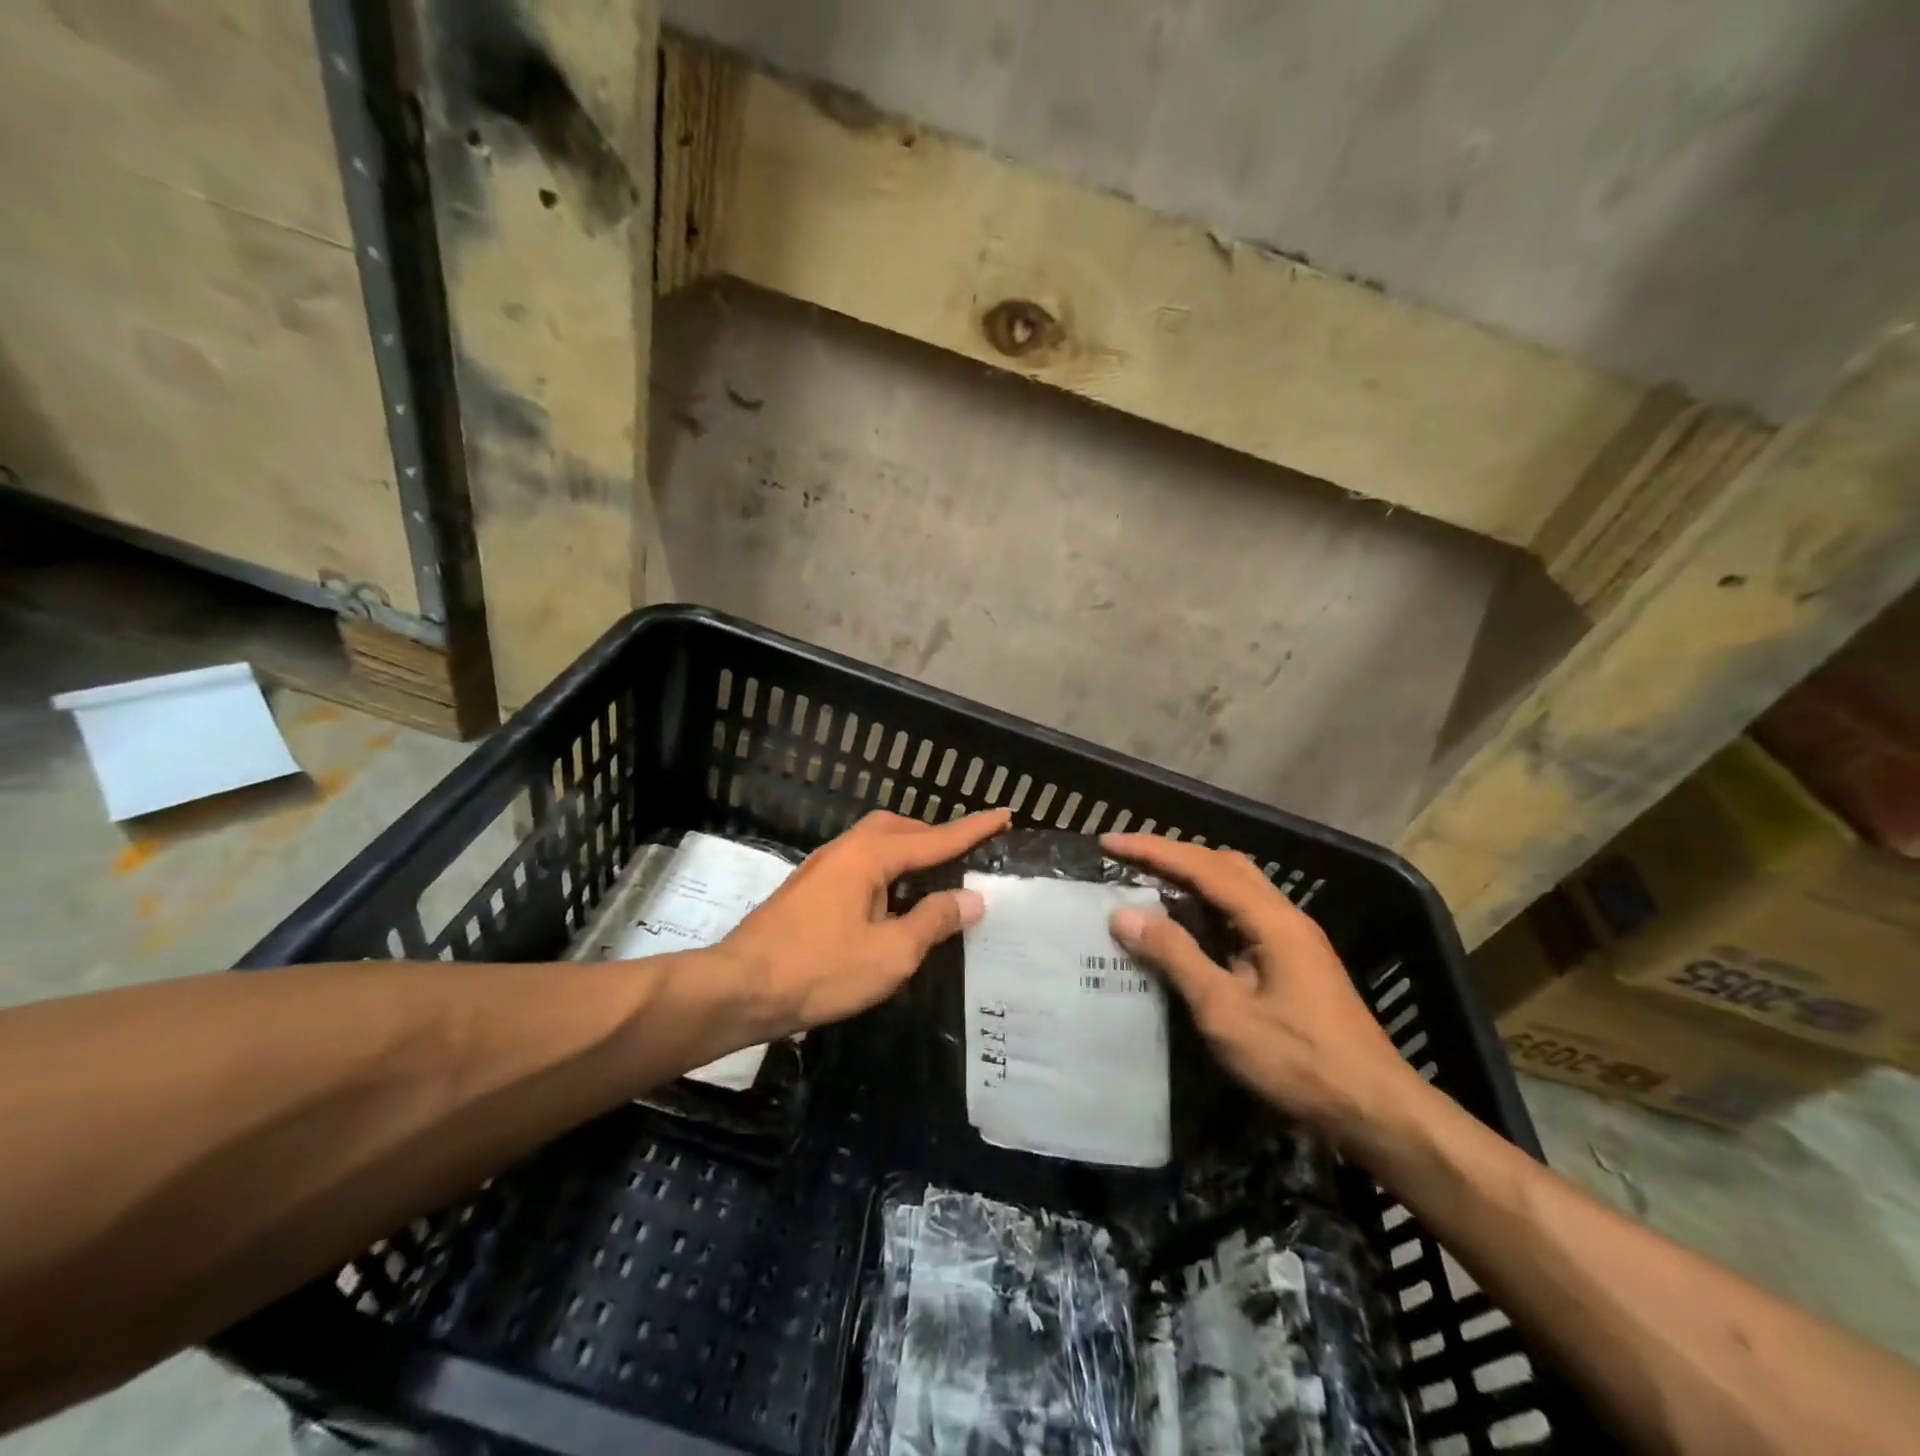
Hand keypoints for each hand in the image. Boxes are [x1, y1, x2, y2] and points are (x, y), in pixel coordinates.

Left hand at [723, 809, 1011, 1033]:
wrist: (739, 988)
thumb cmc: (819, 970)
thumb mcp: (890, 954)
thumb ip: (933, 921)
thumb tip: (971, 898)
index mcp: (870, 857)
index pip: (934, 839)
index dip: (972, 830)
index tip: (1003, 814)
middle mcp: (845, 850)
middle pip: (899, 829)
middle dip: (934, 837)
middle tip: (963, 855)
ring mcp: (822, 868)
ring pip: (875, 845)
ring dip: (908, 854)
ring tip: (932, 880)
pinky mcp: (808, 889)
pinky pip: (859, 865)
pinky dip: (886, 872)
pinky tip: (890, 903)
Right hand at [1102, 833, 1423, 1141]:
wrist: (1374, 1109)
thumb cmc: (1297, 1061)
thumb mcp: (1225, 1011)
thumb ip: (1175, 957)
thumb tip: (1124, 915)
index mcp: (1271, 919)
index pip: (1202, 867)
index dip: (1153, 850)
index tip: (1109, 843)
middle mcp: (1285, 916)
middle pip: (1224, 865)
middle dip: (1173, 855)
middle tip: (1127, 861)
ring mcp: (1294, 938)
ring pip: (1237, 887)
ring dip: (1192, 877)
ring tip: (1149, 884)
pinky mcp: (1296, 961)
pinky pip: (1243, 913)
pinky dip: (1208, 905)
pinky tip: (1188, 926)